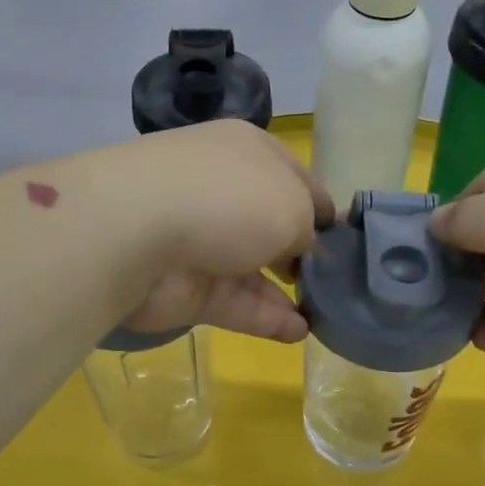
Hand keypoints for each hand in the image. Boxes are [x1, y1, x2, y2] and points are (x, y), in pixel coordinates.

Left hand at [98, 120, 332, 341]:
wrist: (136, 233)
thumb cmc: (228, 199)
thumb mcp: (292, 204)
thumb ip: (308, 227)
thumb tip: (303, 246)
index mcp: (248, 153)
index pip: (296, 178)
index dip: (323, 209)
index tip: (348, 240)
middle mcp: (224, 192)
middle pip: (273, 224)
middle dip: (304, 252)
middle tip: (337, 280)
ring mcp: (203, 241)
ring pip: (255, 268)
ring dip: (290, 291)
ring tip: (327, 314)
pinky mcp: (189, 287)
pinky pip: (237, 303)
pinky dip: (268, 318)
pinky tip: (300, 332)